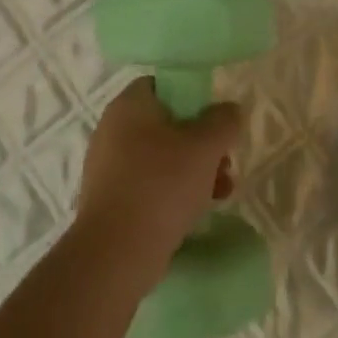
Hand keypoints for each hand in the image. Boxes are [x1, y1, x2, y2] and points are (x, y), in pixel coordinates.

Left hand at [73, 78, 242, 274]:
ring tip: (222, 191)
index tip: (215, 119)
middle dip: (201, 143)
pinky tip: (198, 211)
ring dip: (194, 170)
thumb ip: (223, 121)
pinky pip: (149, 185)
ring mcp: (108, 167)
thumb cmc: (161, 186)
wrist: (116, 252)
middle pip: (166, 124)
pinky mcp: (111, 199)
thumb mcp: (205, 147)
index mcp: (128, 107)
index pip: (162, 85)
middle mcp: (112, 130)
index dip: (193, 96)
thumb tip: (229, 110)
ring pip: (161, 158)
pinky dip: (174, 192)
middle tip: (225, 162)